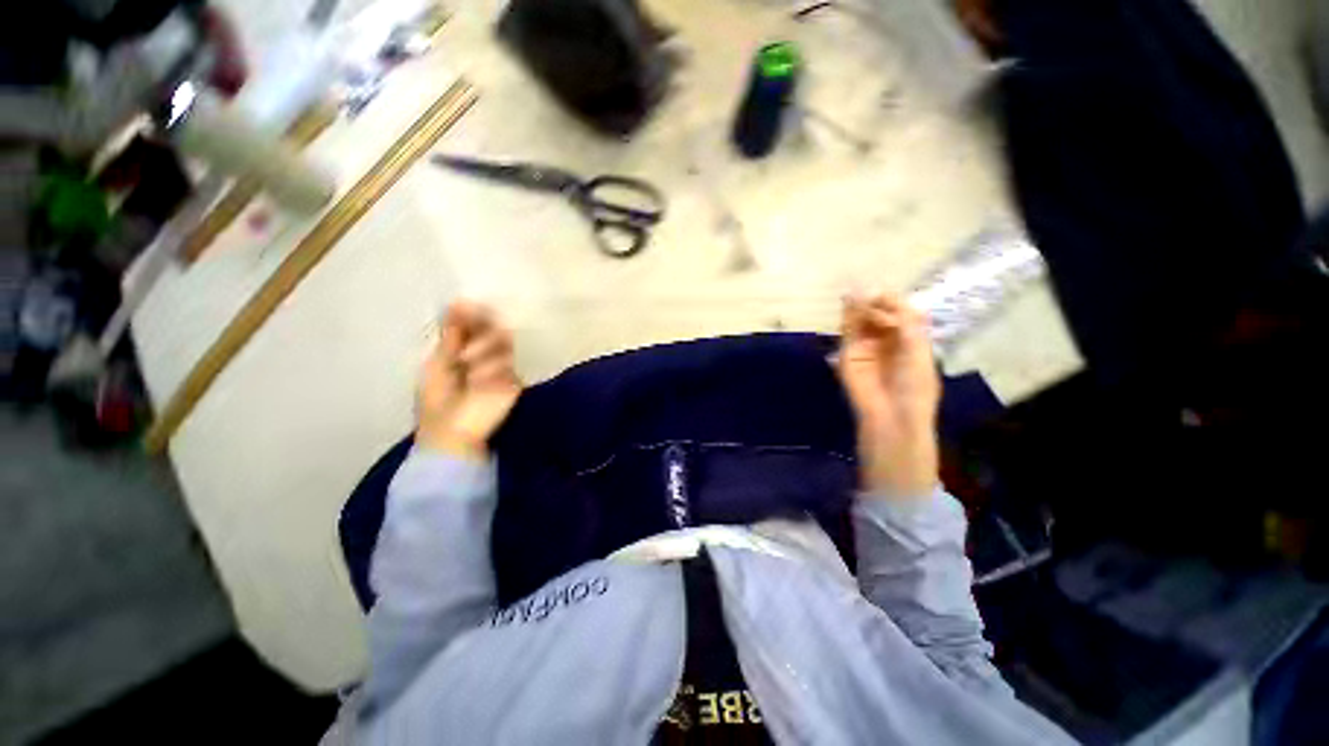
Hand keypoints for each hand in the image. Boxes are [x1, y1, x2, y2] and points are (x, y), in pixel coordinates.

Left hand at [416, 301, 522, 458]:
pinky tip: (478, 380)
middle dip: (479, 328)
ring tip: (466, 363)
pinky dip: (490, 368)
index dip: (471, 313)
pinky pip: (507, 363)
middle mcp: (486, 355)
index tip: (463, 305)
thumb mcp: (437, 365)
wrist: (451, 436)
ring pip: (502, 342)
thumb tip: (458, 303)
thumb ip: (451, 337)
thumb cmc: (436, 403)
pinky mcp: (513, 381)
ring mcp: (502, 367)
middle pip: (493, 328)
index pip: (475, 325)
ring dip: (482, 347)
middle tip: (465, 332)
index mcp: (464, 351)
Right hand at [837, 294, 941, 498]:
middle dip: (874, 302)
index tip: (886, 295)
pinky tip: (849, 304)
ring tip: (856, 293)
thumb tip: (884, 296)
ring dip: (859, 306)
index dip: (893, 302)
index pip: (900, 313)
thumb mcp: (918, 350)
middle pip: (879, 314)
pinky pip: (848, 332)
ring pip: (861, 321)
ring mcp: (865, 348)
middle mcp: (887, 341)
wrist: (891, 416)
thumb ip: (905, 323)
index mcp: (909, 340)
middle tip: (868, 294)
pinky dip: (847, 318)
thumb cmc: (914, 386)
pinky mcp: (848, 355)